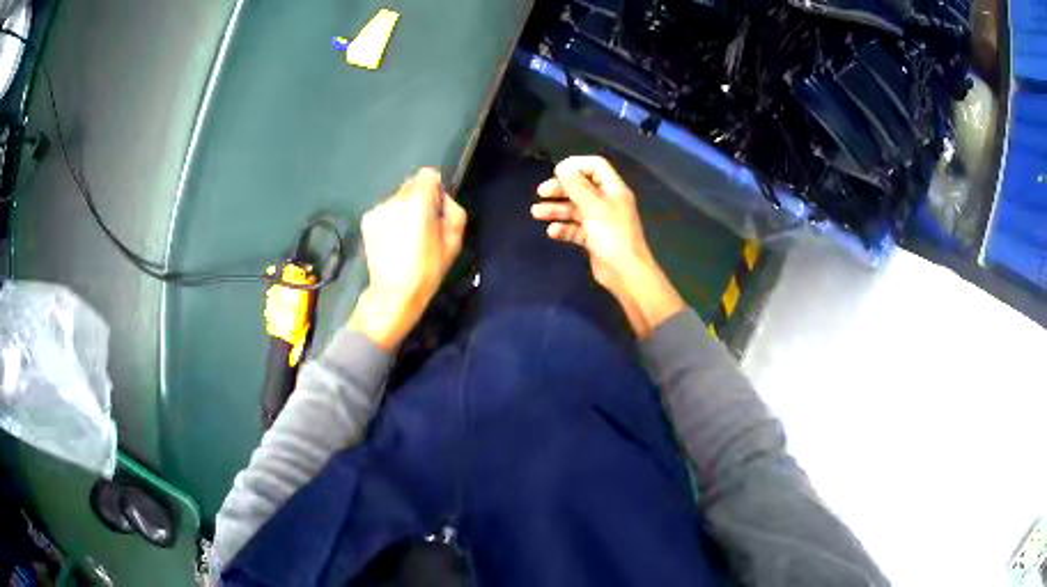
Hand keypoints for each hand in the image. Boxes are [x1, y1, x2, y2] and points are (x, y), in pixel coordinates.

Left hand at [348, 168, 466, 349]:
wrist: (393, 293)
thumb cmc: (427, 269)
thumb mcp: (454, 241)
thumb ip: (453, 210)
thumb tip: (443, 199)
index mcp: (418, 201)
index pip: (428, 174)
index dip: (435, 188)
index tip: (437, 207)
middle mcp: (395, 199)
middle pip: (411, 185)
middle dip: (419, 199)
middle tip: (423, 225)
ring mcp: (378, 209)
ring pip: (397, 198)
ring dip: (403, 209)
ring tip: (406, 236)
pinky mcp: (366, 221)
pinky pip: (384, 211)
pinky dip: (390, 219)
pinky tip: (392, 241)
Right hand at [530, 156, 684, 337]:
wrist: (625, 273)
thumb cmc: (612, 236)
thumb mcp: (593, 207)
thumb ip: (577, 186)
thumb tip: (563, 168)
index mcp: (613, 190)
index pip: (596, 166)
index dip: (576, 165)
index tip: (556, 172)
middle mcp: (608, 202)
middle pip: (582, 187)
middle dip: (561, 188)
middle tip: (541, 192)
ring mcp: (601, 221)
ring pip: (576, 209)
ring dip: (557, 209)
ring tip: (536, 213)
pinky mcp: (594, 238)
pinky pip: (576, 228)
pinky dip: (564, 228)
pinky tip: (552, 232)